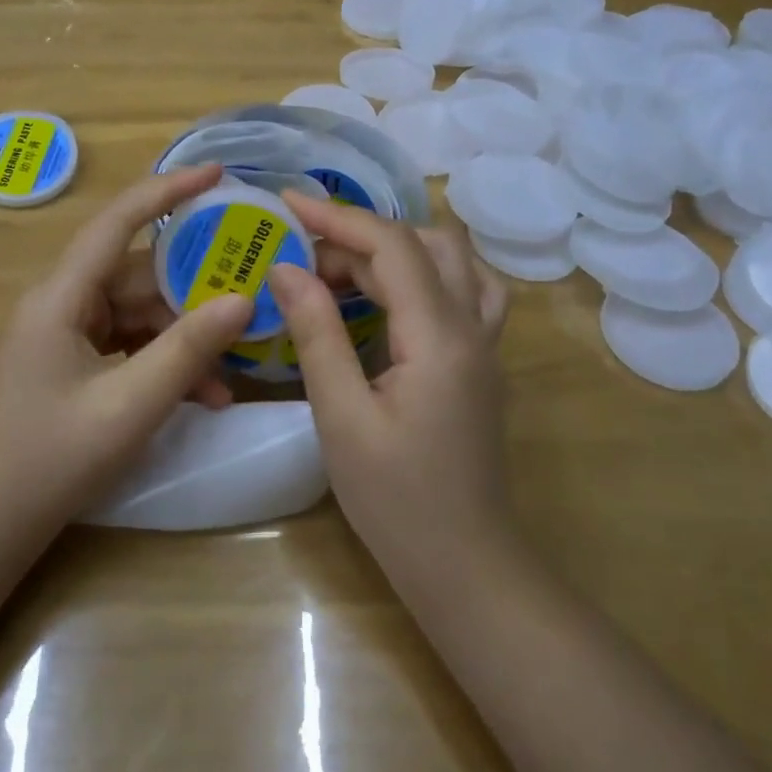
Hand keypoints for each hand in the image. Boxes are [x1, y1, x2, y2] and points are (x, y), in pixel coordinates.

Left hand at [0, 165, 253, 535]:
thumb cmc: (51, 460)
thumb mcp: (130, 404)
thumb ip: (188, 349)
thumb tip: (243, 300)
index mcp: (61, 296)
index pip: (118, 222)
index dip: (167, 190)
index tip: (218, 174)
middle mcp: (63, 303)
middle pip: (140, 275)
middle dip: (195, 289)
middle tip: (251, 293)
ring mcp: (68, 334)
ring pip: (141, 313)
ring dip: (185, 338)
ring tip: (232, 366)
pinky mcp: (76, 362)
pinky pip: (131, 345)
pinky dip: (166, 362)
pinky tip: (205, 394)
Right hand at [268, 197, 513, 579]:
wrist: (468, 567)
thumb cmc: (397, 502)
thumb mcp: (342, 418)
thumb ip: (318, 335)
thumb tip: (287, 269)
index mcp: (440, 337)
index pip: (392, 247)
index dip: (338, 218)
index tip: (286, 204)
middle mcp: (473, 326)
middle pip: (424, 244)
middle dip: (359, 235)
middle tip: (303, 254)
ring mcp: (485, 344)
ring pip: (453, 260)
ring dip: (397, 247)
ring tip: (343, 266)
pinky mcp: (481, 361)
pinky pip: (464, 288)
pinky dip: (424, 271)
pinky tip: (392, 293)